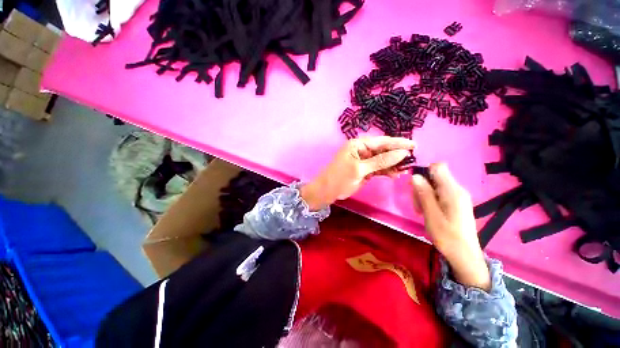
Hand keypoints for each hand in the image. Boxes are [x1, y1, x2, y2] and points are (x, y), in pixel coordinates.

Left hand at [301, 136, 415, 210]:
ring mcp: (364, 161)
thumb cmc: (340, 177)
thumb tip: (402, 153)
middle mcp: (362, 150)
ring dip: (393, 165)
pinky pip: (379, 169)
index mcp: (358, 145)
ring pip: (382, 160)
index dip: (398, 143)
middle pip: (383, 150)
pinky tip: (395, 175)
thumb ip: (380, 161)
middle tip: (413, 160)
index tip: (414, 145)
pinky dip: (387, 171)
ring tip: (405, 170)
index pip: (381, 141)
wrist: (327, 191)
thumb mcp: (359, 169)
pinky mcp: (365, 170)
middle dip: (397, 155)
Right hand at [411, 163, 490, 290]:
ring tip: (421, 210)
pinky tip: (427, 211)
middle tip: (417, 204)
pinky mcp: (456, 202)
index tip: (416, 186)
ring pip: (434, 185)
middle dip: (421, 187)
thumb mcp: (431, 215)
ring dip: (423, 194)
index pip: (438, 167)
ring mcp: (457, 196)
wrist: (464, 255)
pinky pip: (439, 193)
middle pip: (434, 176)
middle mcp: (457, 189)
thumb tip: (415, 176)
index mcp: (452, 191)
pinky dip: (429, 199)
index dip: (424, 172)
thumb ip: (424, 194)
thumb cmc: (447, 236)